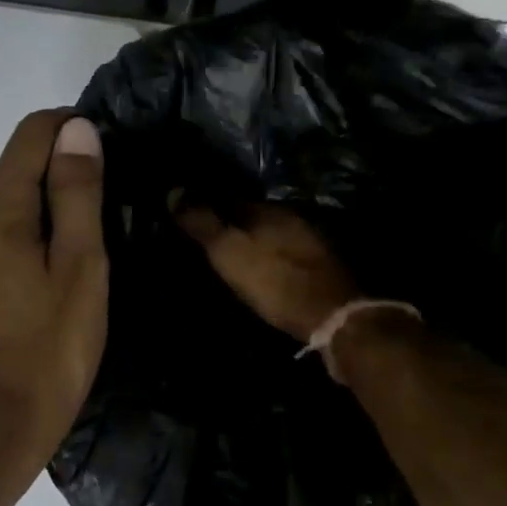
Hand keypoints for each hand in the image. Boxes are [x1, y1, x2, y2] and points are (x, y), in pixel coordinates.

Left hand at [0, 110, 106, 470]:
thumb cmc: (52, 346)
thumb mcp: (80, 266)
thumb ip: (77, 194)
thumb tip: (76, 129)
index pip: (29, 136)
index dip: (69, 128)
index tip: (109, 147)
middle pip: (13, 169)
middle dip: (59, 168)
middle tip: (109, 199)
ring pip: (3, 205)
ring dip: (43, 205)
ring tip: (86, 236)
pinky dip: (24, 235)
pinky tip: (50, 268)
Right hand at [171, 197, 360, 341]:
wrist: (333, 315)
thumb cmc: (274, 281)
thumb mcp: (229, 252)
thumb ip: (202, 223)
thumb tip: (173, 190)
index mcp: (267, 208)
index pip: (228, 198)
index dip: (206, 206)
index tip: (187, 216)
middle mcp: (291, 217)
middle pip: (252, 215)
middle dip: (231, 223)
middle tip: (206, 238)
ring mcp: (310, 240)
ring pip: (271, 233)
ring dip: (253, 240)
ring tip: (231, 255)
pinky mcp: (320, 266)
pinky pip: (285, 252)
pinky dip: (270, 256)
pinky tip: (262, 270)